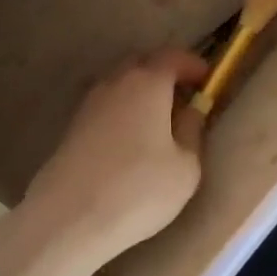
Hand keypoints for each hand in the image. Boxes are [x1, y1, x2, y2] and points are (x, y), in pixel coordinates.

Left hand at [18, 49, 207, 267]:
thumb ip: (192, 131)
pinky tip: (132, 142)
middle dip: (166, 75)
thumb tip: (191, 111)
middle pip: (144, 64)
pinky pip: (108, 106)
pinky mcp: (73, 126)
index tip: (209, 82)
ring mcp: (90, 102)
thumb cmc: (137, 189)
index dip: (194, 66)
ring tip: (160, 124)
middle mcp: (116, 81)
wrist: (68, 218)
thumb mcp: (185, 168)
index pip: (174, 57)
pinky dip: (124, 112)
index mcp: (147, 82)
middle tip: (185, 99)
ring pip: (122, 85)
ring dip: (142, 95)